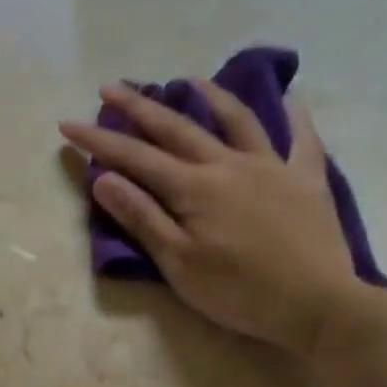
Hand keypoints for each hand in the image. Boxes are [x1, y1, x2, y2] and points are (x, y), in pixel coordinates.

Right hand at [60, 81, 386, 357]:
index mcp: (194, 188)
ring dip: (210, 97)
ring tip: (189, 80)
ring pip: (237, 121)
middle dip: (139, 106)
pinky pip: (303, 140)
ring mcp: (271, 167)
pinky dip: (296, 118)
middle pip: (176, 128)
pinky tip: (290, 100)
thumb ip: (143, 217)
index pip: (134, 157)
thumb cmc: (240, 292)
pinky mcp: (306, 180)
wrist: (318, 306)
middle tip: (111, 87)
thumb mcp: (179, 264)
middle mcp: (228, 165)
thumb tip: (105, 179)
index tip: (68, 124)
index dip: (98, 140)